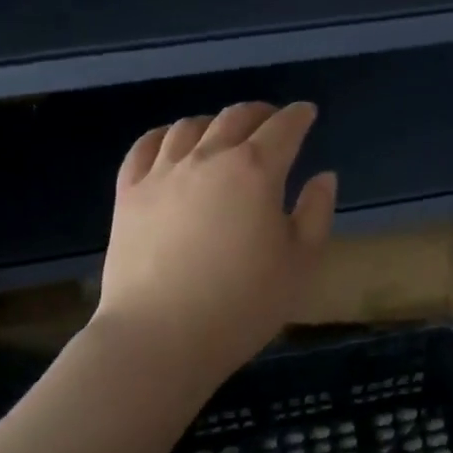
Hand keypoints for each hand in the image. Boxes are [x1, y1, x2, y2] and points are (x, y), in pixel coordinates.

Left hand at [99, 102, 337, 375]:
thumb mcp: (301, 262)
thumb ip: (316, 212)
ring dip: (214, 122)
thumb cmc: (242, 303)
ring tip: (223, 133)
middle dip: (260, 113)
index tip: (307, 113)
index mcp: (256, 170)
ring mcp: (164, 173)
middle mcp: (209, 158)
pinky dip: (164, 135)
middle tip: (272, 121)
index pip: (284, 127)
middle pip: (236, 117)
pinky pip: (145, 147)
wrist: (159, 339)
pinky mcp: (129, 194)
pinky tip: (172, 142)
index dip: (299, 116)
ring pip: (190, 126)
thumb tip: (323, 176)